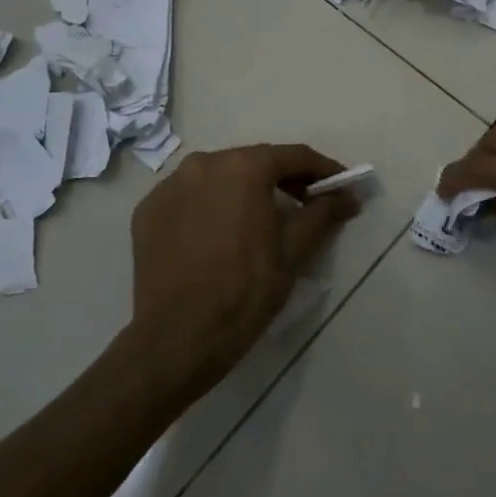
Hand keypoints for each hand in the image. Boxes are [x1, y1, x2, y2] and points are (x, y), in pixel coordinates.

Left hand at [129, 144, 359, 396]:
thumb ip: (322, 213)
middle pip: (254, 162)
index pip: (293, 157)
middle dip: (284, 179)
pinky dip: (211, 207)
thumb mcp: (294, 251)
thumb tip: (348, 196)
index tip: (341, 185)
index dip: (323, 170)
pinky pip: (190, 198)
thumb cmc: (245, 290)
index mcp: (243, 167)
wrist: (177, 339)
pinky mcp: (147, 211)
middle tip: (308, 203)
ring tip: (263, 219)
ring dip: (245, 191)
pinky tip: (222, 234)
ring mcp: (169, 186)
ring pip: (219, 177)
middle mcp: (203, 163)